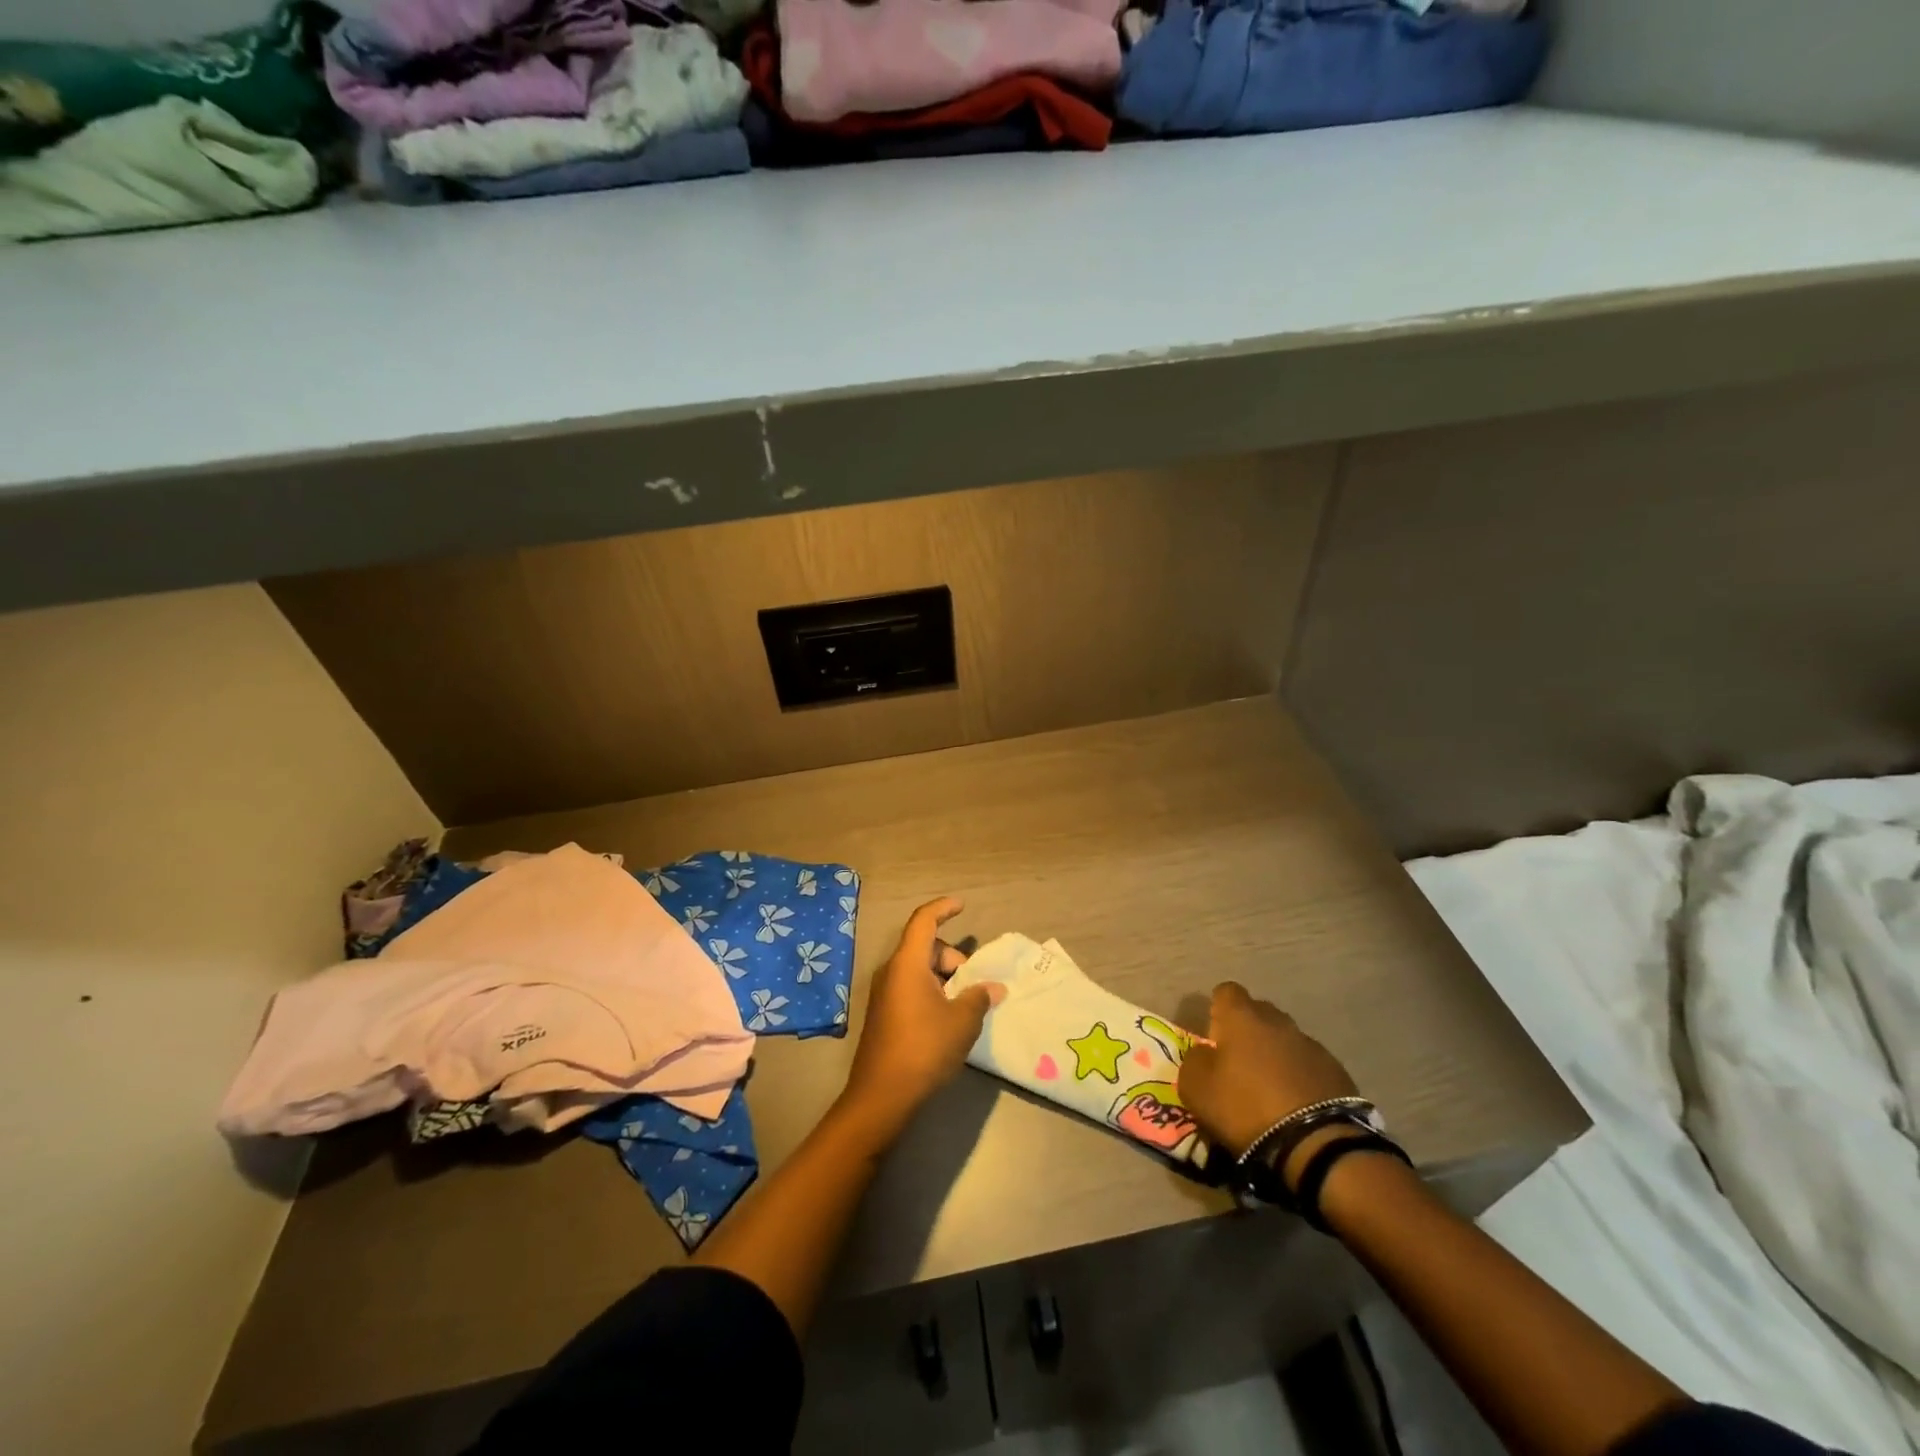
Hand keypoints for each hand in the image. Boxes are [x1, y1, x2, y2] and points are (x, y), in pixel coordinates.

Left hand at [841, 898, 1005, 1132]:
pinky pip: (911, 988)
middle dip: (952, 956)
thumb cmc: (924, 1048)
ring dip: (944, 977)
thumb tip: (994, 988)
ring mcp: (884, 994)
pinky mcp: (884, 1015)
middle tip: (974, 981)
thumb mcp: (962, 1022)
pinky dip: (932, 991)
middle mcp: (892, 972)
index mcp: (907, 963)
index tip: (962, 905)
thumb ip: (979, 997)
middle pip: (924, 946)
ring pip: (918, 969)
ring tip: (966, 1003)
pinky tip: (949, 1018)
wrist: (881, 1096)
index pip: (923, 921)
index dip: (943, 908)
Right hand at [1177, 981, 1359, 1156]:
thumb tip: (1205, 1054)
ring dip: (1276, 1055)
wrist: (1315, 1144)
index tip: (1214, 1037)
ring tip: (1270, 1088)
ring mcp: (1311, 1045)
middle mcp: (1278, 1021)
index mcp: (1242, 1017)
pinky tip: (1296, 1103)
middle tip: (1239, 1063)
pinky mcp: (1337, 1072)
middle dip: (1248, 1030)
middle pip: (1259, 1013)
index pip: (1226, 991)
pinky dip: (1300, 1076)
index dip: (1218, 1009)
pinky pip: (1309, 1065)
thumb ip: (1194, 1061)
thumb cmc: (1245, 1107)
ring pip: (1286, 1039)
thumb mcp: (1196, 1088)